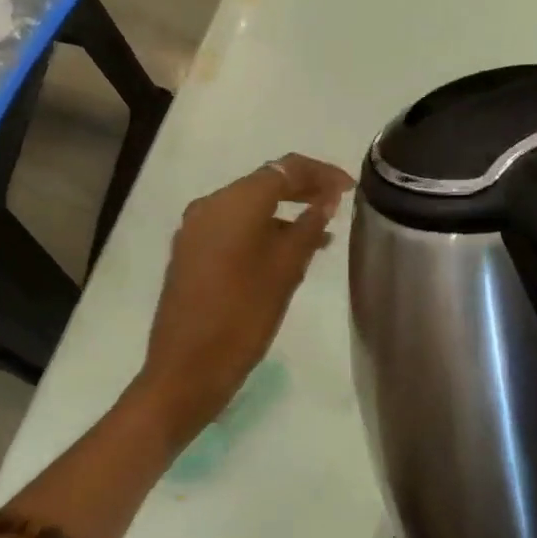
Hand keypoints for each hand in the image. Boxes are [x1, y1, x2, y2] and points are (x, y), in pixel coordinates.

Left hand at [135, 154, 353, 438]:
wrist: (186, 369)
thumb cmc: (242, 317)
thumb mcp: (285, 271)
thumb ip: (307, 228)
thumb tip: (325, 200)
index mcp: (233, 203)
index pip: (284, 168)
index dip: (320, 173)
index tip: (350, 187)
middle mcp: (209, 206)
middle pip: (263, 184)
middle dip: (302, 190)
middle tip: (337, 204)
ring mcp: (195, 230)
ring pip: (247, 208)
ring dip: (282, 214)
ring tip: (320, 236)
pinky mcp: (190, 253)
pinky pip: (232, 229)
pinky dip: (261, 232)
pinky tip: (285, 254)